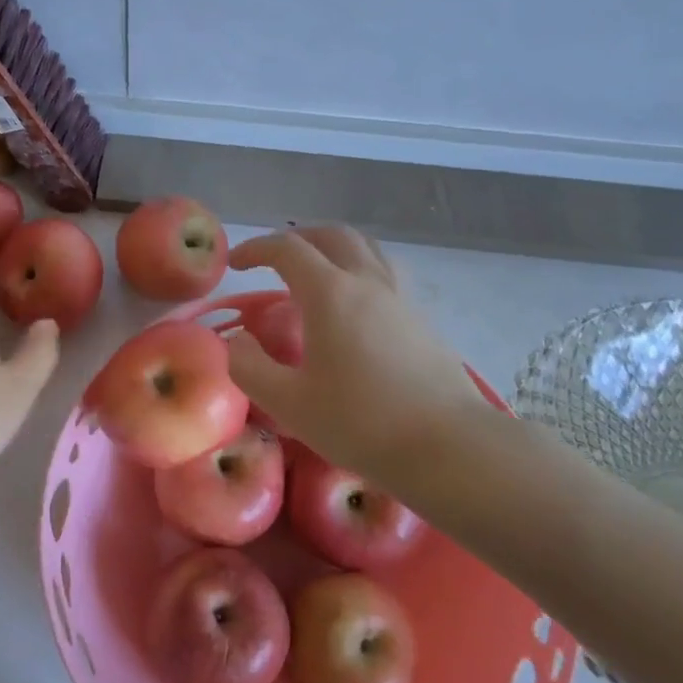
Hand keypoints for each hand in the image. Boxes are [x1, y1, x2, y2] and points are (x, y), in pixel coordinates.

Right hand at [226, 226, 492, 482]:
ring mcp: (401, 297)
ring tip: (315, 274)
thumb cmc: (360, 422)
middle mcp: (368, 281)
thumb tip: (236, 342)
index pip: (287, 249)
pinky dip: (359, 270)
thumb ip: (249, 367)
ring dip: (333, 248)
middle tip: (274, 261)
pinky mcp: (422, 319)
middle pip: (332, 235)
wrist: (448, 446)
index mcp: (330, 293)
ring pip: (366, 248)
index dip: (256, 249)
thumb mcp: (288, 402)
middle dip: (297, 239)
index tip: (235, 264)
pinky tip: (353, 307)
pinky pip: (385, 273)